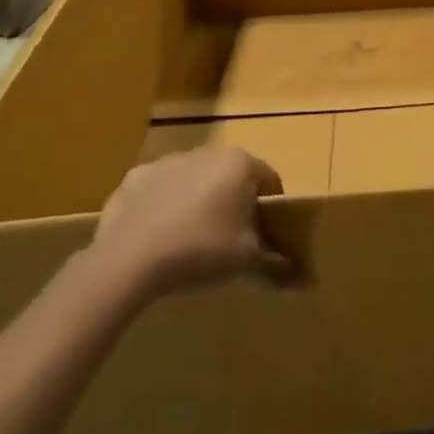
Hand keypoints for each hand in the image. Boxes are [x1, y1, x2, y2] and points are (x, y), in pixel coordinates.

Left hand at [90, 146, 294, 308]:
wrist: (127, 261)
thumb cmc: (200, 250)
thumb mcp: (245, 261)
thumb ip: (277, 266)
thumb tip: (306, 280)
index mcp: (240, 163)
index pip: (269, 181)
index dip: (271, 209)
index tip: (265, 237)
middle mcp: (207, 153)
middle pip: (230, 177)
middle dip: (232, 203)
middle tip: (229, 241)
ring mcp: (167, 162)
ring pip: (193, 181)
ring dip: (196, 203)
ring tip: (189, 242)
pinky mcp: (133, 179)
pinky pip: (157, 192)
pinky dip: (160, 208)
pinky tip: (156, 239)